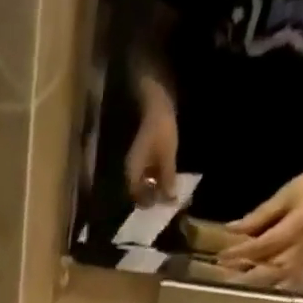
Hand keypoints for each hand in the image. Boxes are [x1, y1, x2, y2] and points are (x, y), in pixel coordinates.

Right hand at [125, 80, 178, 204]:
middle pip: (140, 190)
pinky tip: (167, 173)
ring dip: (157, 185)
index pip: (137, 197)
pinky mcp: (143, 151)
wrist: (156, 98)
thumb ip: (167, 179)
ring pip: (145, 180)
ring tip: (171, 186)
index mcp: (132, 172)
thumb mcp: (167, 156)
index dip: (151, 203)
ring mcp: (136, 159)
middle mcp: (131, 169)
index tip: (166, 204)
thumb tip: (169, 200)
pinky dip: (157, 174)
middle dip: (154, 195)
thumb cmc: (160, 128)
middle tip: (170, 197)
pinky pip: (149, 169)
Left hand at [218, 159, 302, 283]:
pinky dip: (265, 281)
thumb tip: (232, 230)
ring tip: (231, 277)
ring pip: (273, 277)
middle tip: (220, 273)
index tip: (220, 255)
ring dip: (251, 279)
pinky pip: (282, 278)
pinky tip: (250, 280)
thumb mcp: (287, 193)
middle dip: (242, 272)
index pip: (262, 246)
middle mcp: (301, 247)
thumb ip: (260, 215)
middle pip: (266, 269)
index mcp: (298, 226)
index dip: (240, 252)